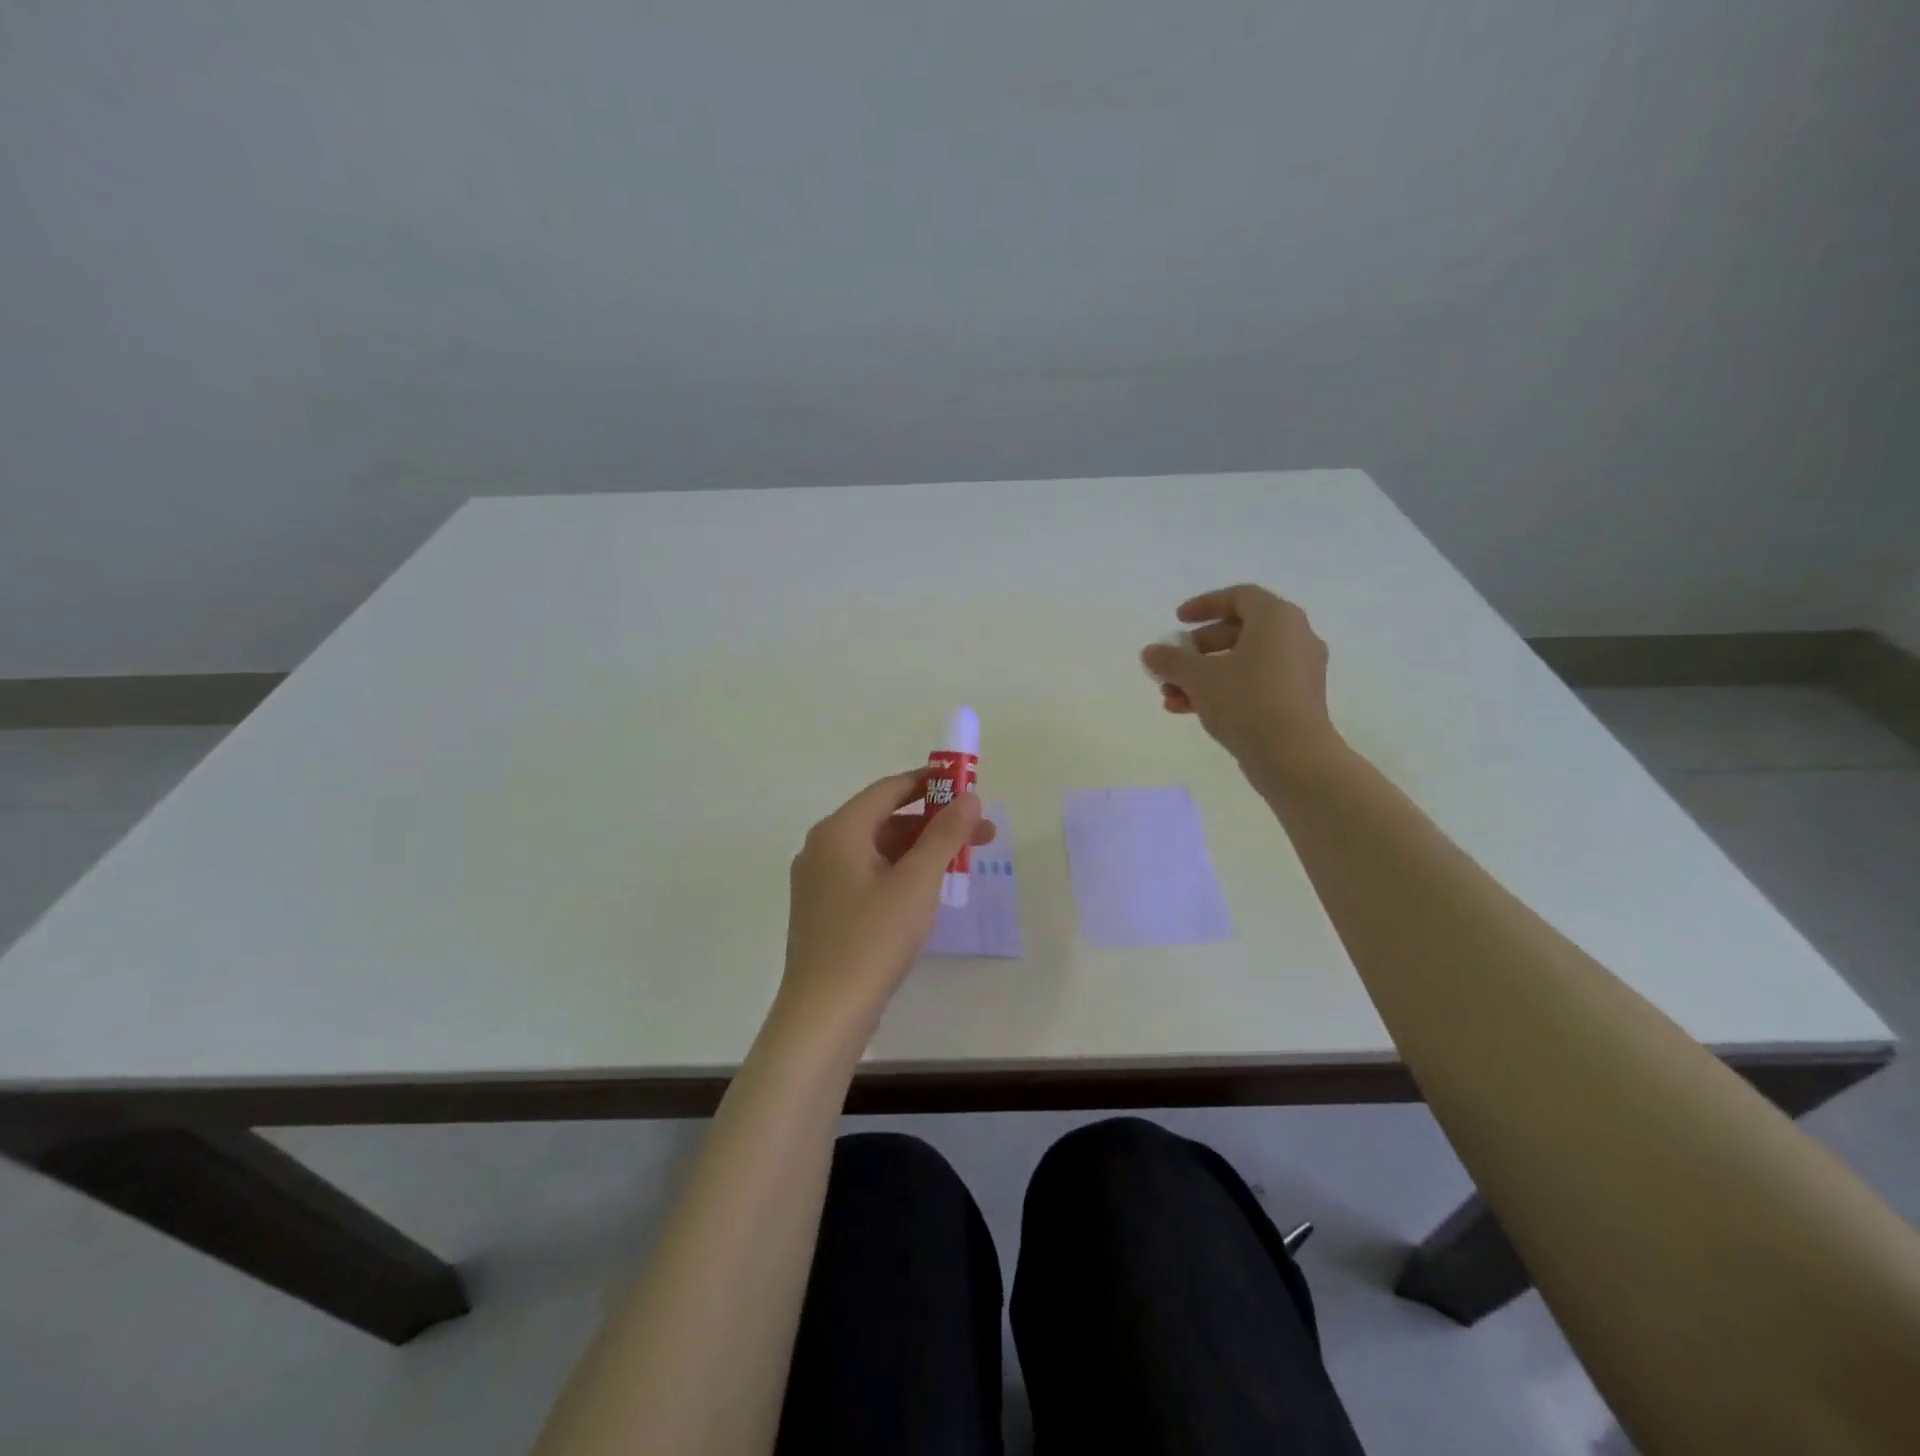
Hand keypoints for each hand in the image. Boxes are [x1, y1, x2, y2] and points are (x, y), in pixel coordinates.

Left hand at [776, 771, 995, 1044]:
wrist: (824, 1014)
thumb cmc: (872, 940)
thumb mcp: (916, 882)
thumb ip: (944, 835)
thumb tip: (968, 796)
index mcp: (838, 831)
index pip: (888, 790)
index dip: (929, 783)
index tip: (966, 783)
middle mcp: (822, 848)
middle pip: (884, 820)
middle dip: (934, 823)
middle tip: (981, 832)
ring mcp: (820, 881)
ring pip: (877, 851)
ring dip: (920, 850)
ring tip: (964, 862)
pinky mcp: (825, 910)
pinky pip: (867, 875)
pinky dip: (900, 873)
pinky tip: (928, 890)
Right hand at [1141, 584, 1340, 774]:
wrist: (1293, 756)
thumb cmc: (1247, 701)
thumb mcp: (1199, 677)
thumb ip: (1171, 660)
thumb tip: (1150, 652)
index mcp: (1277, 619)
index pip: (1240, 597)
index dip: (1205, 605)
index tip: (1177, 621)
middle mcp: (1295, 638)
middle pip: (1239, 632)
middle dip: (1198, 649)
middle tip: (1172, 663)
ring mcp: (1299, 672)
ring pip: (1244, 663)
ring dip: (1203, 675)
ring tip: (1170, 696)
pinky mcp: (1297, 701)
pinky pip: (1255, 685)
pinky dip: (1224, 691)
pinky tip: (1189, 711)